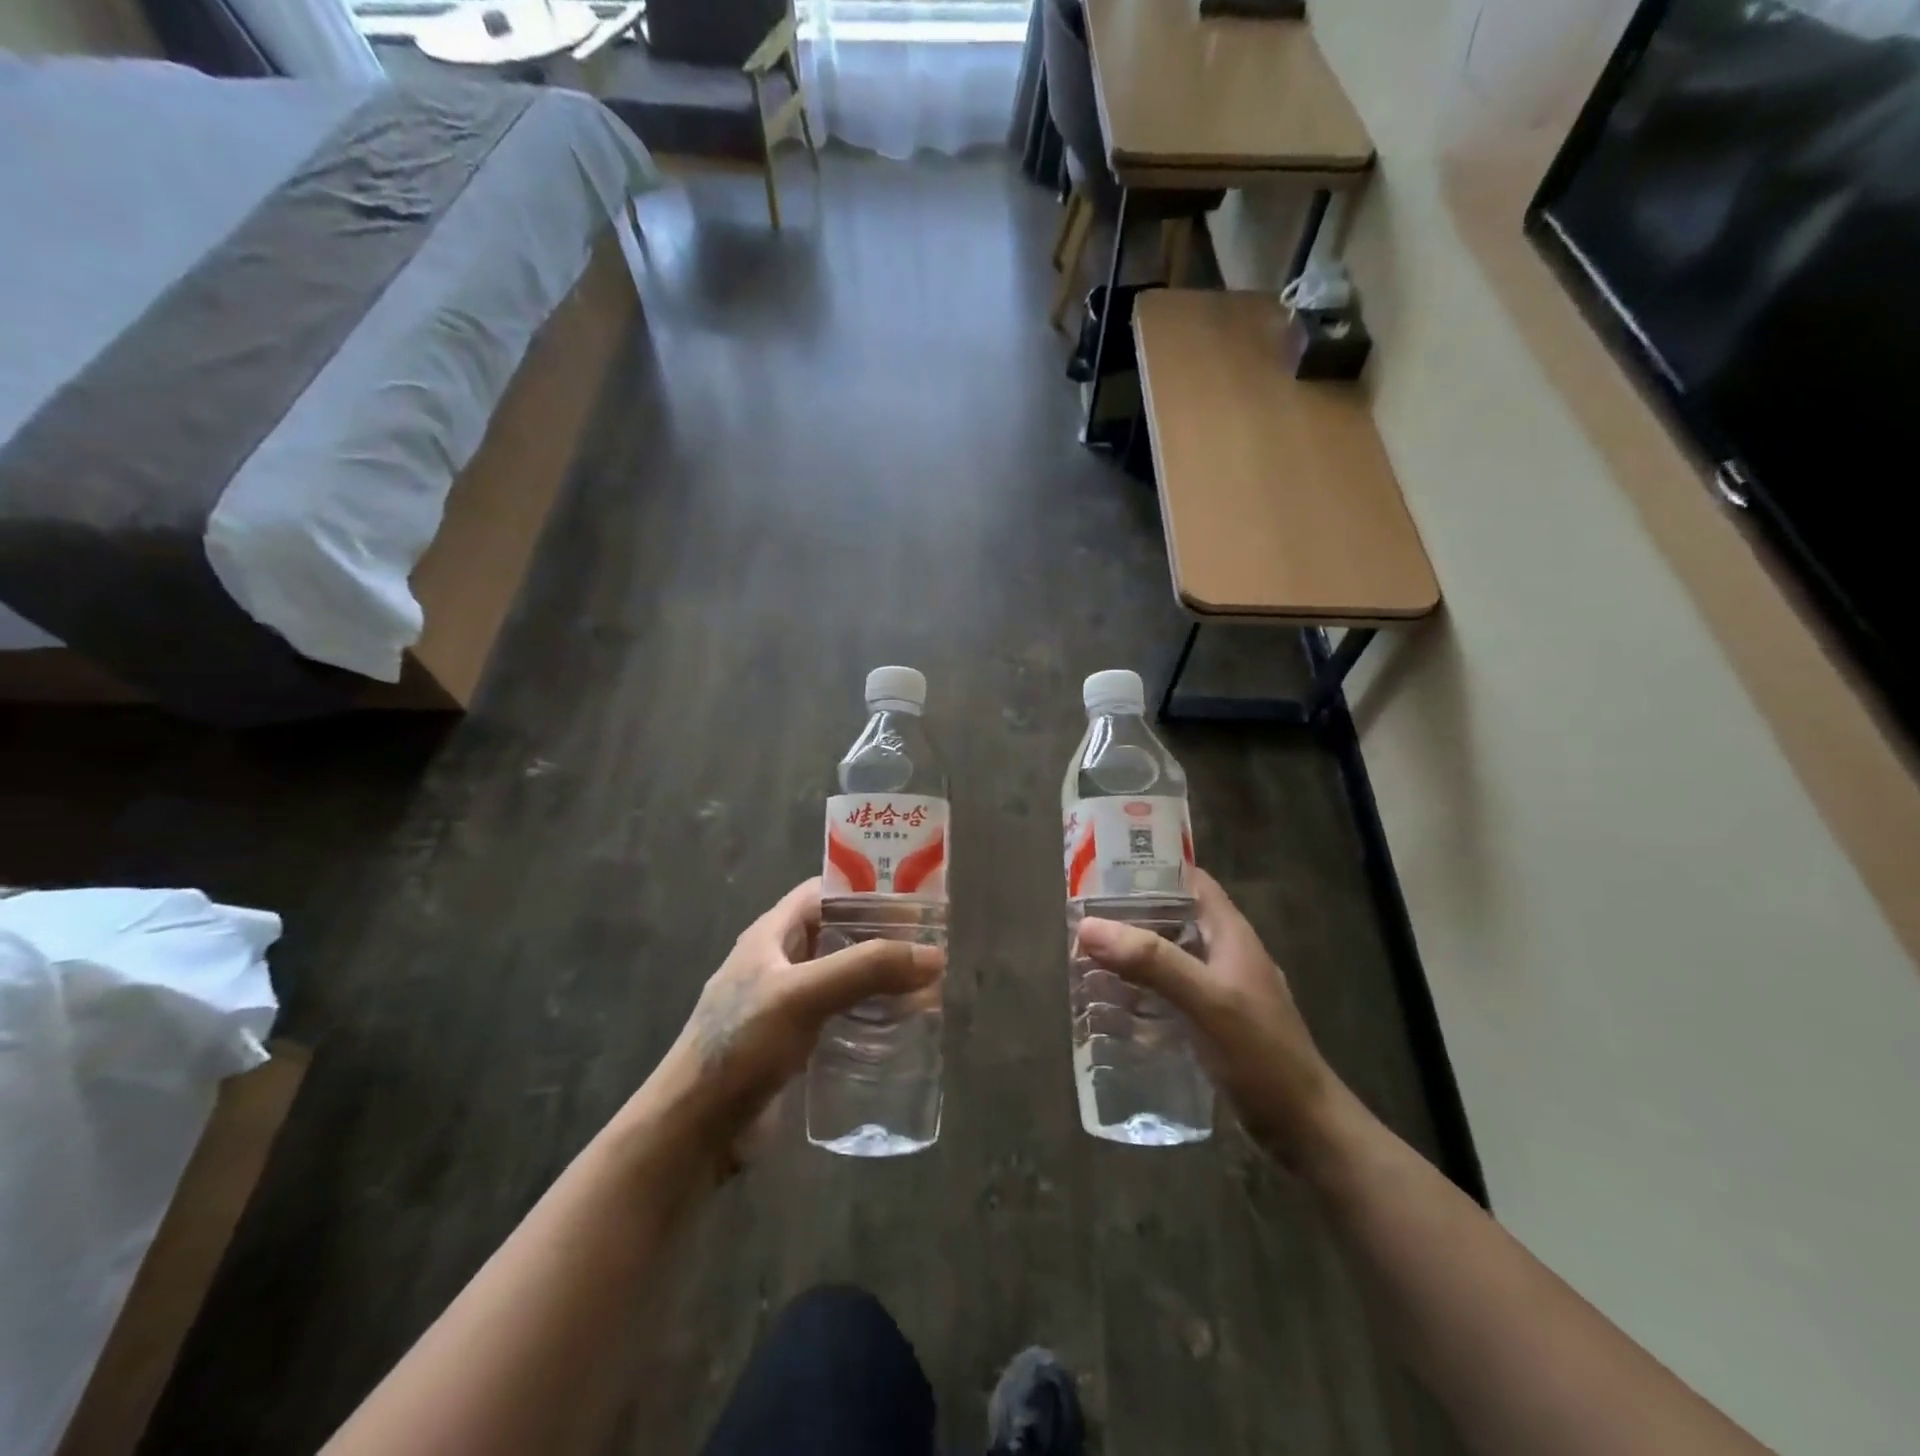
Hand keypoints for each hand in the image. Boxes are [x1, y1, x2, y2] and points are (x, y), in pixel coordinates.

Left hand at [661, 879, 942, 1169]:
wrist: (694, 1130)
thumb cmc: (741, 1046)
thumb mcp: (803, 995)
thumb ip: (866, 969)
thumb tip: (934, 956)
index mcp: (771, 935)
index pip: (824, 893)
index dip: (865, 889)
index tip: (912, 899)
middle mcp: (780, 962)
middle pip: (839, 935)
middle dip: (882, 939)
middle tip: (929, 948)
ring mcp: (786, 1005)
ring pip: (843, 978)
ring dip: (880, 980)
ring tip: (925, 988)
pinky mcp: (794, 1044)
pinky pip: (840, 1016)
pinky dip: (869, 1015)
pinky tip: (899, 1028)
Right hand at [1073, 868, 1353, 1169]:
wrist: (1304, 1128)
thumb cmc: (1262, 1055)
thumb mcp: (1207, 1000)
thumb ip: (1153, 961)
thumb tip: (1089, 927)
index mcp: (1231, 934)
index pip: (1190, 880)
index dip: (1152, 868)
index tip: (1103, 870)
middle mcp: (1225, 953)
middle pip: (1173, 917)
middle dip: (1130, 915)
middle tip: (1082, 918)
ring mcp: (1220, 989)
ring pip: (1168, 956)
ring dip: (1132, 954)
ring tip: (1086, 957)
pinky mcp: (1212, 1022)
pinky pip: (1169, 992)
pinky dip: (1142, 990)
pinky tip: (1113, 1003)